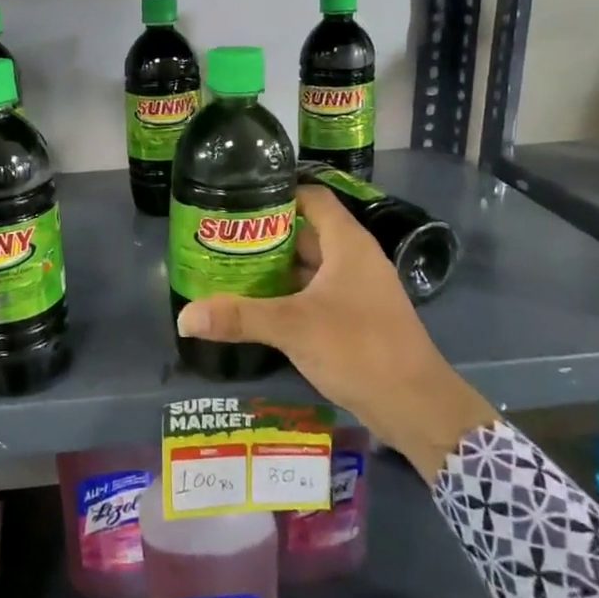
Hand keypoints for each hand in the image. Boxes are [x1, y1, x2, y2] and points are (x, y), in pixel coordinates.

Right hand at [175, 186, 494, 473]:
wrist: (415, 404)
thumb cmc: (358, 348)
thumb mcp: (292, 327)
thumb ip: (238, 317)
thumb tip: (183, 317)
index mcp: (347, 243)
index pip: (311, 197)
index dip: (277, 192)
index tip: (237, 197)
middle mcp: (354, 259)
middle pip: (305, 231)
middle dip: (265, 233)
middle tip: (221, 236)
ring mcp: (356, 289)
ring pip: (309, 265)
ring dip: (275, 266)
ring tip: (229, 267)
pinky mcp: (354, 317)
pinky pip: (315, 293)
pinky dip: (287, 293)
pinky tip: (257, 304)